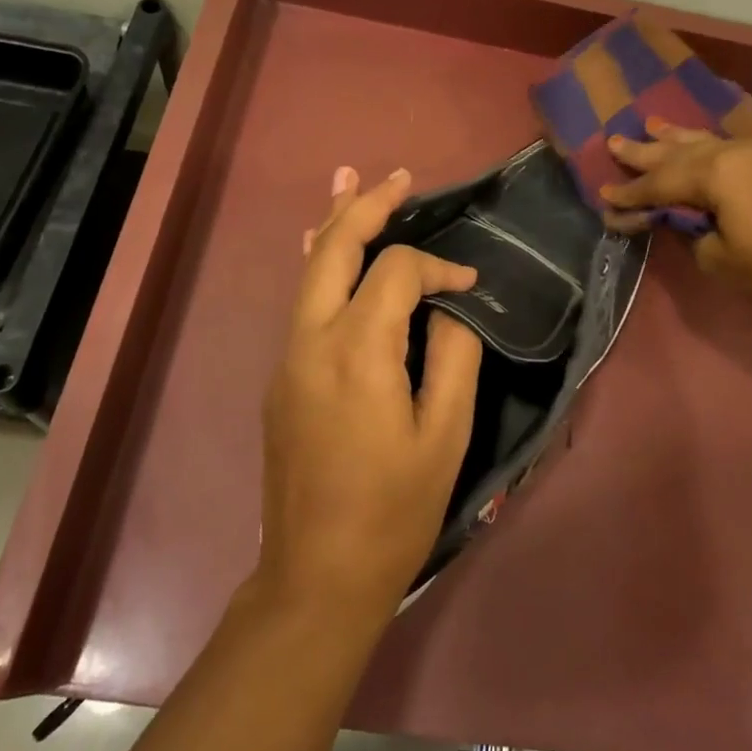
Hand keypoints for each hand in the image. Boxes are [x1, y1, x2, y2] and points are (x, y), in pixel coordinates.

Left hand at [258, 166, 483, 621]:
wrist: (317, 574)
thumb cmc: (394, 510)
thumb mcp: (445, 435)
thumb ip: (453, 356)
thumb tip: (450, 308)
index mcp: (358, 351)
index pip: (396, 271)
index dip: (438, 265)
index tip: (470, 285)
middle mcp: (311, 340)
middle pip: (332, 248)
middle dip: (365, 206)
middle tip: (398, 177)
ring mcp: (288, 357)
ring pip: (307, 270)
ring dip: (333, 224)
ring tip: (349, 181)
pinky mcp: (282, 377)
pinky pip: (301, 303)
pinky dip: (319, 264)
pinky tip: (325, 247)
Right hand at [601, 120, 751, 326]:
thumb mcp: (722, 260)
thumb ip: (692, 233)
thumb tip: (683, 220)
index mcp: (717, 173)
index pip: (660, 184)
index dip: (630, 195)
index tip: (604, 200)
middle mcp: (739, 150)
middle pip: (681, 151)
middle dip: (646, 152)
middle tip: (614, 143)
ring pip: (711, 139)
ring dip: (679, 136)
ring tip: (651, 124)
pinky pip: (744, 137)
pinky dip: (721, 134)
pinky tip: (715, 129)